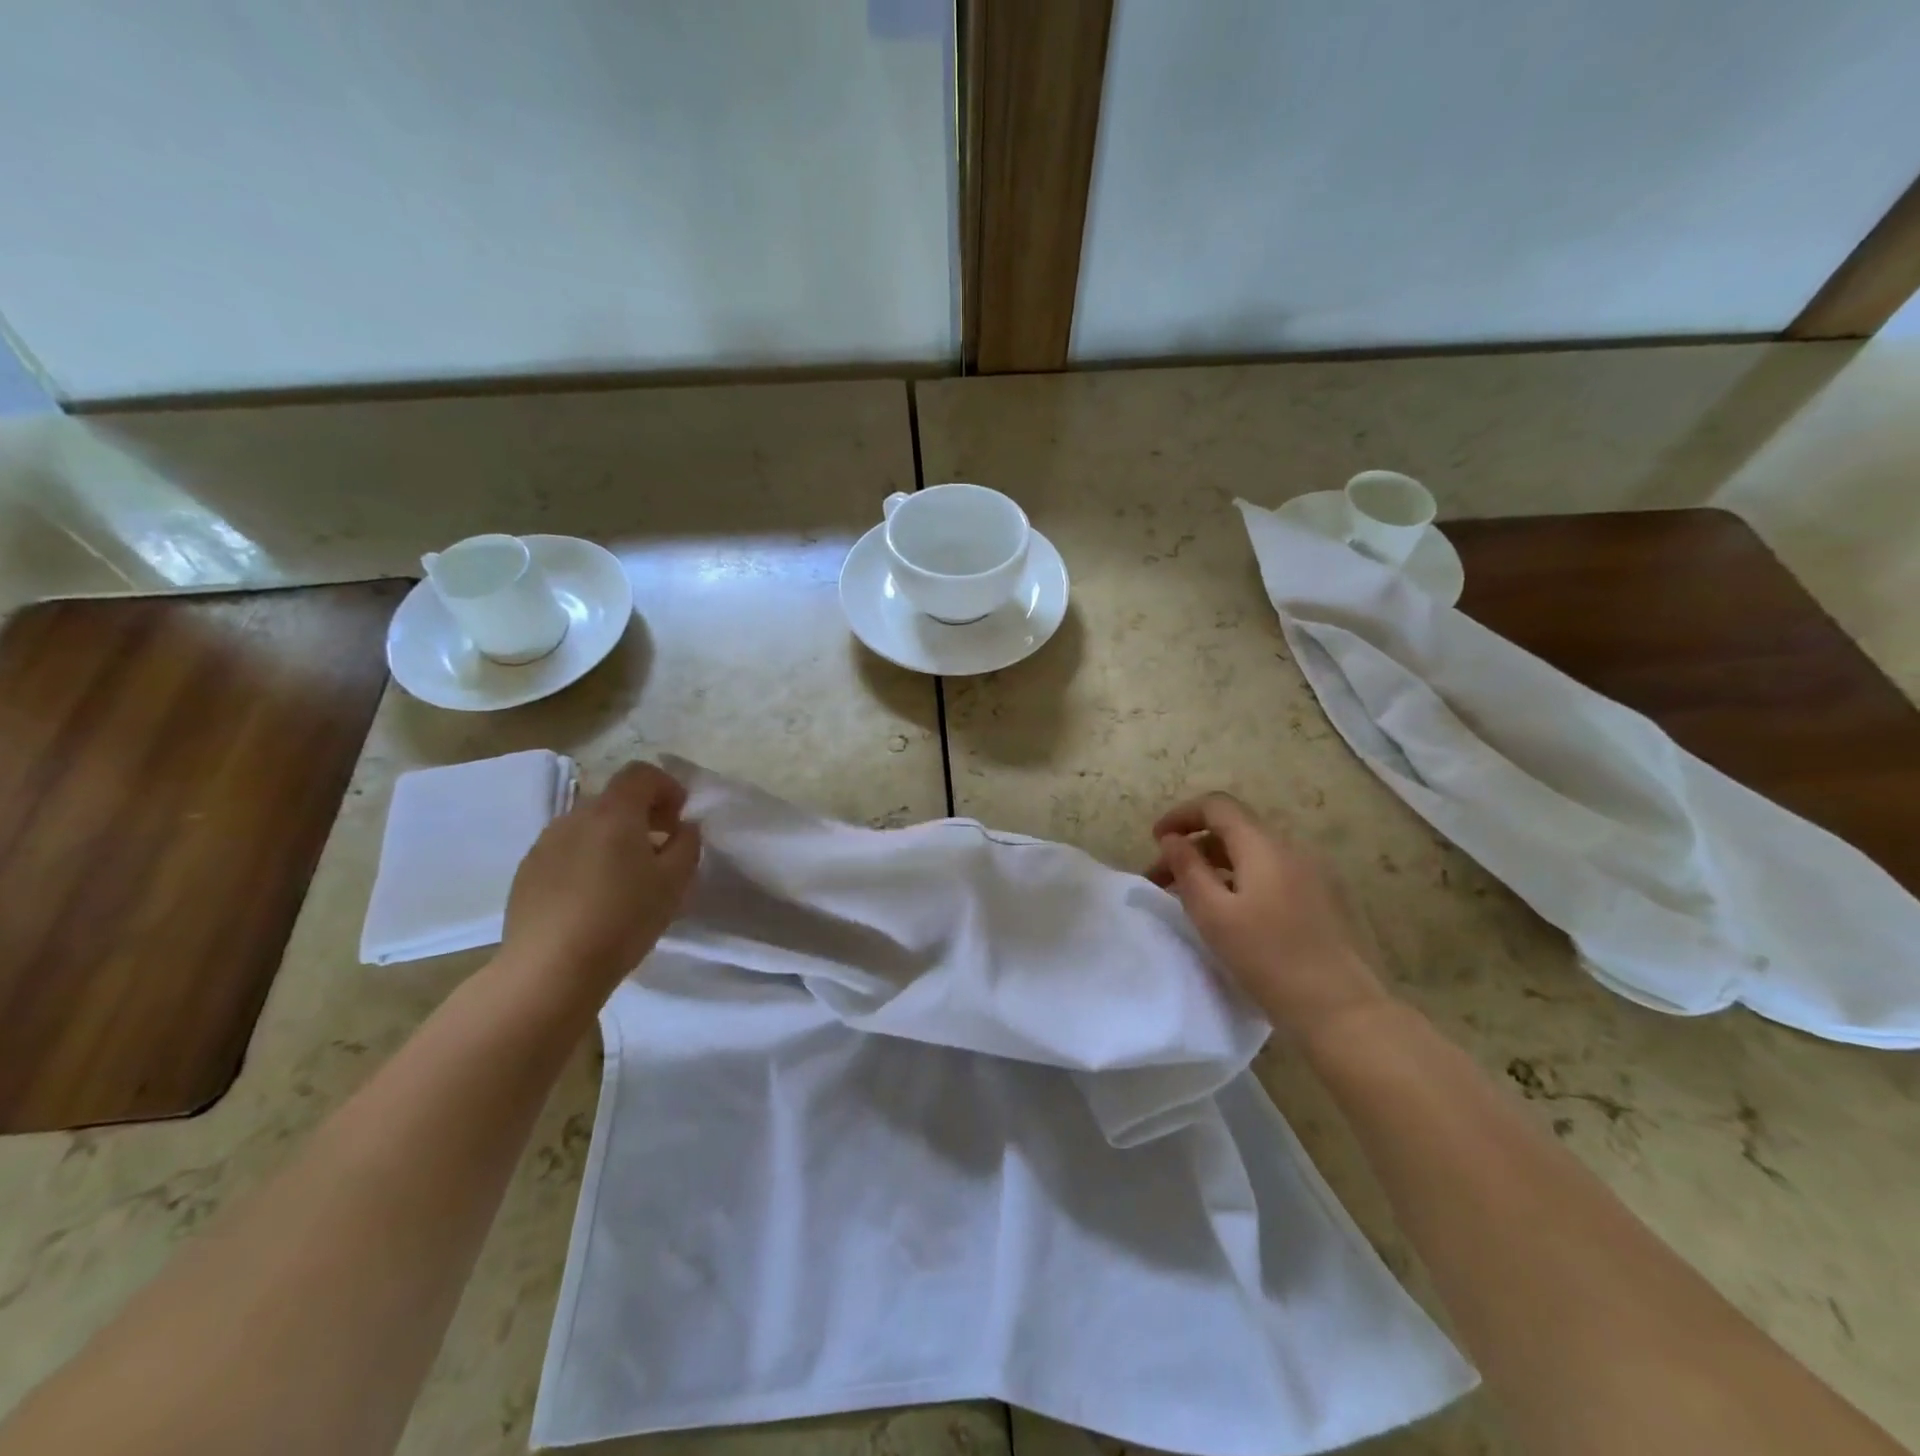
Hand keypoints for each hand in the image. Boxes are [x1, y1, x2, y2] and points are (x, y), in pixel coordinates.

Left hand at [501, 761, 701, 1000]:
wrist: (549, 970)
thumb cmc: (623, 919)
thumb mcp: (675, 882)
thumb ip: (687, 844)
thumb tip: (683, 828)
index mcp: (613, 812)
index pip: (641, 774)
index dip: (667, 787)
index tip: (680, 818)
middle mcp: (574, 817)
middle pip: (614, 799)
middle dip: (642, 814)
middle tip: (660, 848)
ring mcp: (544, 844)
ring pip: (588, 826)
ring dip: (612, 838)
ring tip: (626, 877)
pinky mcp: (526, 872)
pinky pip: (566, 850)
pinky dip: (586, 858)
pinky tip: (594, 898)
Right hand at [1146, 792, 1389, 1038]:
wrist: (1345, 1011)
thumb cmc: (1269, 960)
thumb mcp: (1214, 915)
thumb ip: (1188, 870)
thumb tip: (1172, 839)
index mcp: (1265, 846)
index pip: (1217, 806)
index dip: (1181, 815)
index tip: (1156, 841)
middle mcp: (1293, 849)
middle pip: (1235, 829)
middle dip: (1194, 846)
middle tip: (1163, 880)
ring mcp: (1316, 874)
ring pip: (1255, 854)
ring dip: (1217, 866)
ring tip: (1193, 899)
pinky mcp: (1327, 899)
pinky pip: (1275, 874)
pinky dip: (1244, 880)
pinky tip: (1234, 914)